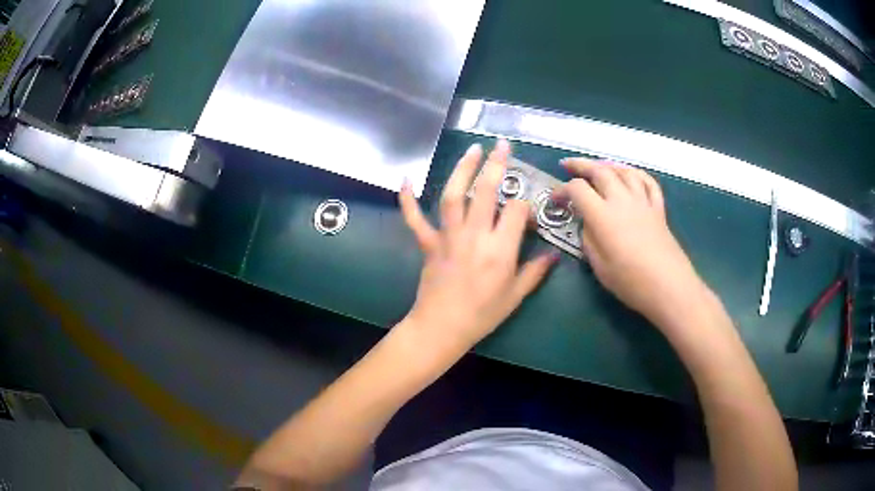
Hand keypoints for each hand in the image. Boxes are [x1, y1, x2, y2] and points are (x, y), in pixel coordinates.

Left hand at [398, 140, 556, 353]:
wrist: (442, 328)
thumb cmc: (482, 315)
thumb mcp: (515, 296)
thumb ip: (535, 272)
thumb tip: (554, 255)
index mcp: (500, 250)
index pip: (517, 211)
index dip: (526, 205)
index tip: (528, 212)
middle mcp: (474, 236)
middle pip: (486, 192)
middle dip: (496, 165)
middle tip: (502, 146)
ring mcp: (448, 237)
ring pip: (453, 195)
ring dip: (462, 169)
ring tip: (472, 149)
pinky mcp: (428, 243)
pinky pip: (415, 218)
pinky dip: (408, 199)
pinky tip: (406, 179)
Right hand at [554, 158, 707, 329]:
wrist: (668, 286)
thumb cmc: (631, 282)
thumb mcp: (599, 266)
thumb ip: (589, 239)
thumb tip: (588, 223)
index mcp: (602, 215)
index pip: (577, 189)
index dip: (562, 190)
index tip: (555, 199)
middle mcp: (621, 200)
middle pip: (600, 171)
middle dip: (581, 165)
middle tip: (568, 165)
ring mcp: (643, 201)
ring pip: (624, 171)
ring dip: (607, 165)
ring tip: (598, 167)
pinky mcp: (658, 208)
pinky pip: (647, 181)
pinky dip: (636, 173)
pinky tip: (631, 175)